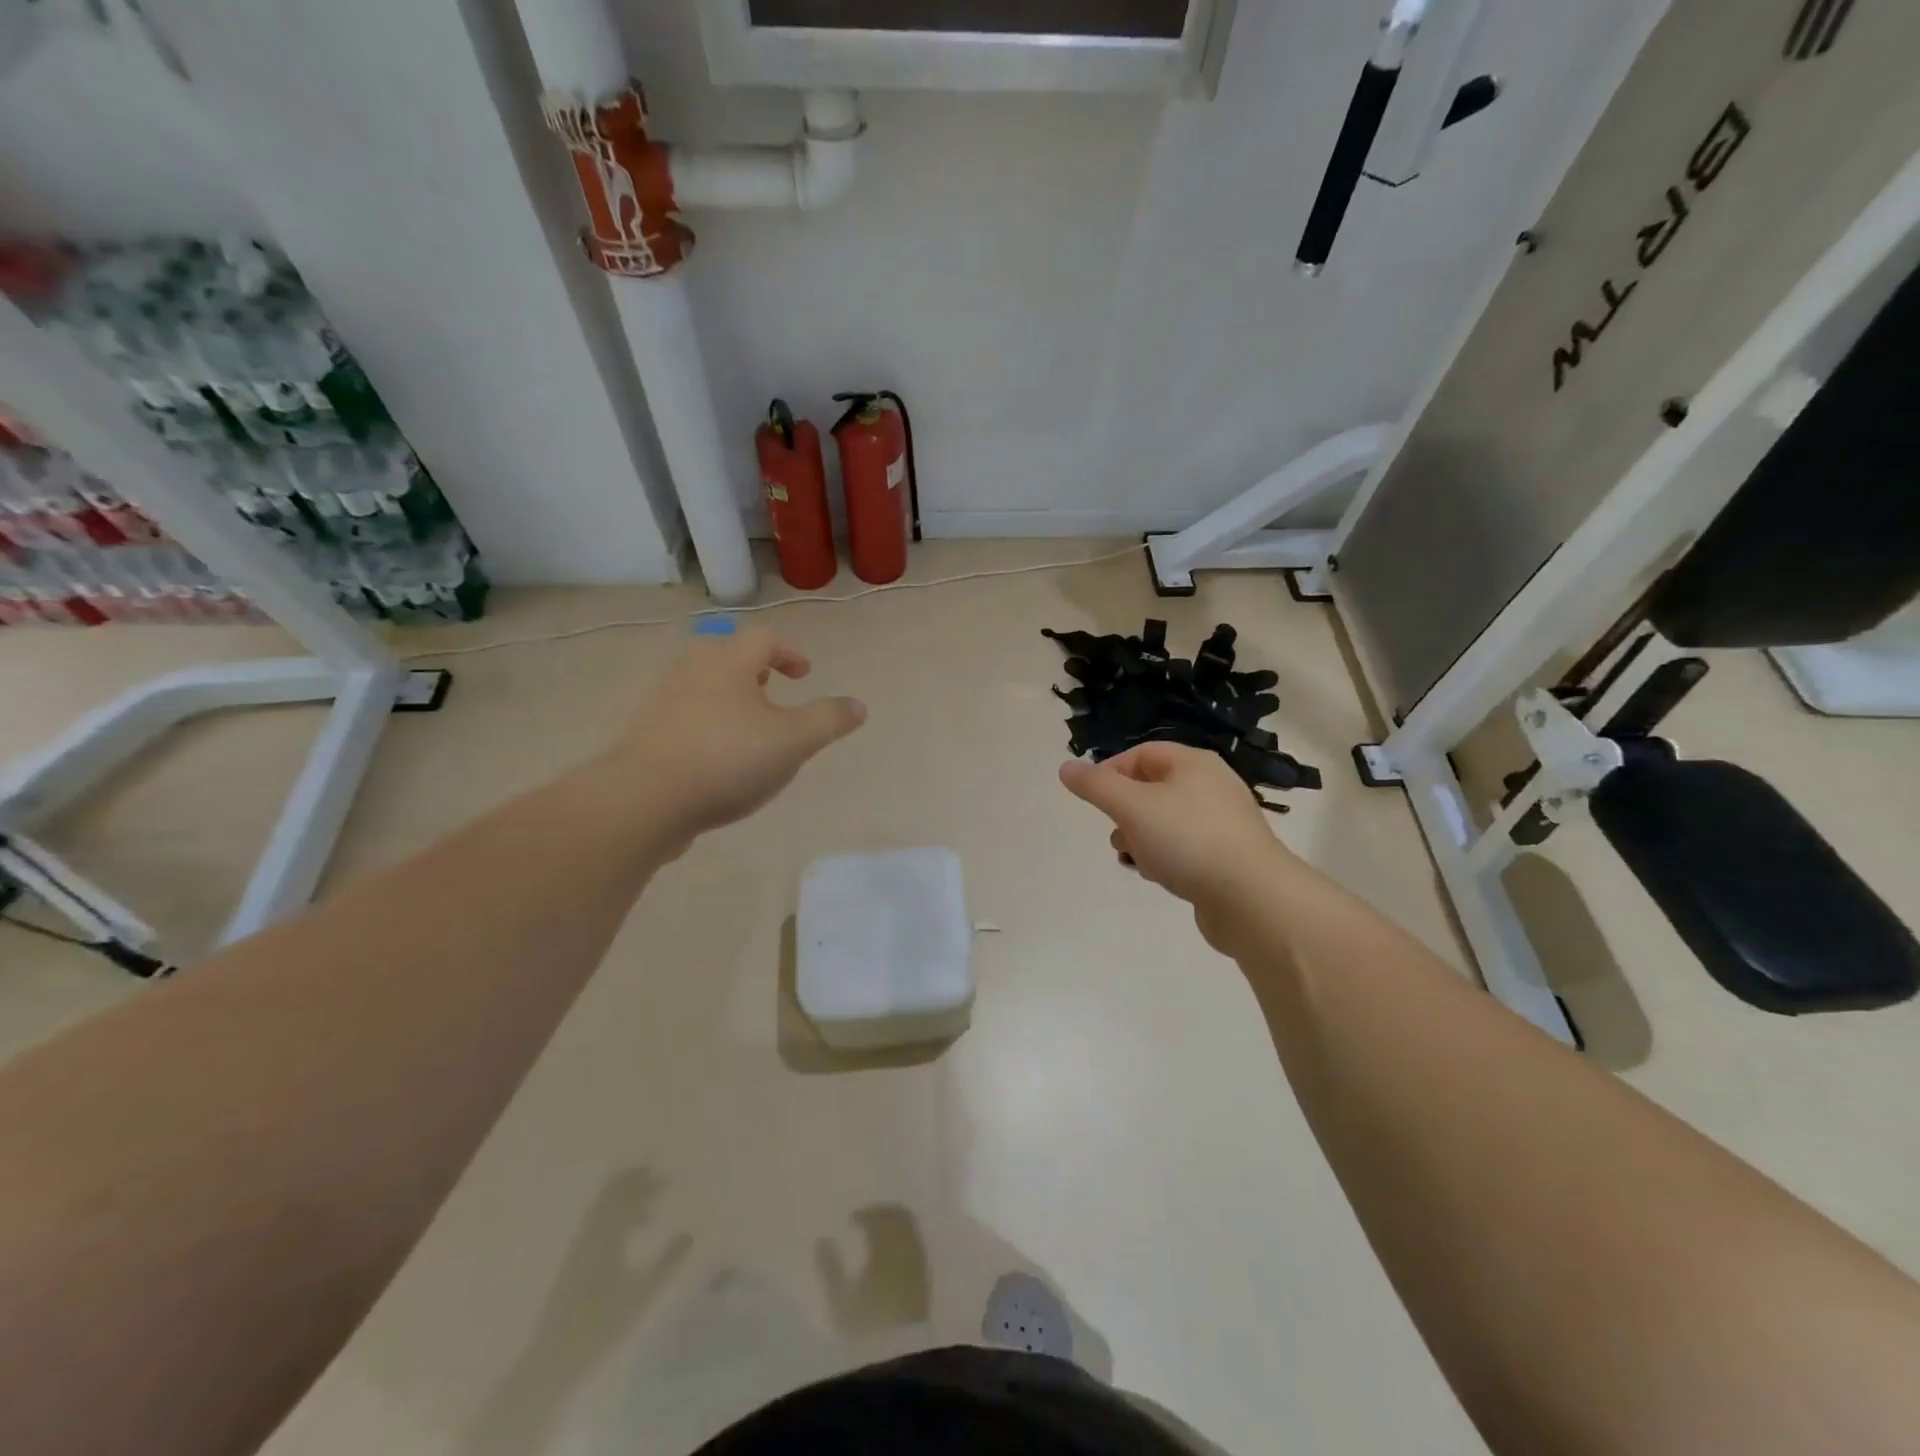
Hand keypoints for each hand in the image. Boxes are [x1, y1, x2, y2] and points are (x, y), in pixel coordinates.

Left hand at [613, 627, 865, 848]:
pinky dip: (707, 725)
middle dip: (753, 671)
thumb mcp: (793, 741)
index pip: (763, 639)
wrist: (645, 799)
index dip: (788, 652)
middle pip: (725, 655)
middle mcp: (692, 672)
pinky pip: (685, 718)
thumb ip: (828, 720)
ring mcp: (663, 702)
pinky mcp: (647, 735)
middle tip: (771, 692)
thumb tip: (859, 705)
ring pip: (703, 686)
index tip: (803, 674)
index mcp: (728, 662)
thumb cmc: (727, 759)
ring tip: (749, 729)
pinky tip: (717, 760)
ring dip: (729, 699)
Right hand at [1060, 743, 1294, 953]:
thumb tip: (1066, 768)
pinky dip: (1166, 856)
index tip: (1092, 800)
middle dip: (1125, 809)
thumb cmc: (1187, 840)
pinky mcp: (1229, 856)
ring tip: (1132, 858)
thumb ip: (1096, 786)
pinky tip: (1159, 876)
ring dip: (1142, 836)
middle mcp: (1212, 785)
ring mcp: (1224, 822)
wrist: (1252, 898)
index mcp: (1193, 763)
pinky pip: (1186, 847)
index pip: (1141, 754)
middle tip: (1114, 831)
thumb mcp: (1132, 807)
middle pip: (1154, 787)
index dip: (1110, 772)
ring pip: (1167, 820)